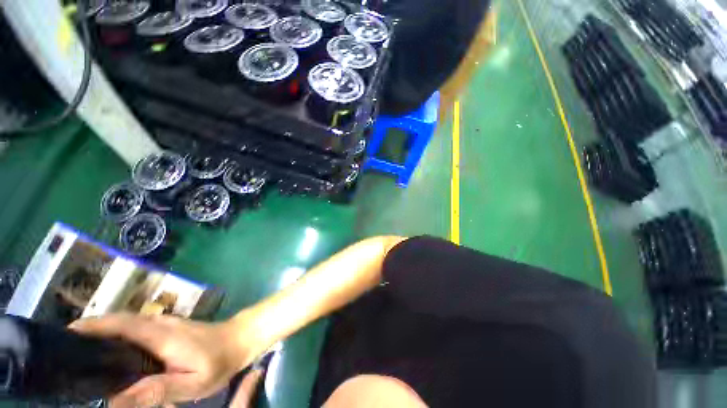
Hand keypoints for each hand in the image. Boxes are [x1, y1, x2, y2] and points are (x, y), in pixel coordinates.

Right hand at [70, 313, 261, 406]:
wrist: (240, 338)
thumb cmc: (219, 361)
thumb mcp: (193, 382)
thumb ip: (158, 390)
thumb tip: (116, 400)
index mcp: (161, 335)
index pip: (121, 325)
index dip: (91, 327)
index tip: (64, 336)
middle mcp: (159, 323)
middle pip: (118, 322)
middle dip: (89, 331)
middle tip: (65, 351)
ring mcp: (165, 323)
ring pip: (126, 324)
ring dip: (101, 333)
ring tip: (80, 355)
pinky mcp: (168, 328)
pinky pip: (136, 328)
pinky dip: (117, 336)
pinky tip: (110, 355)